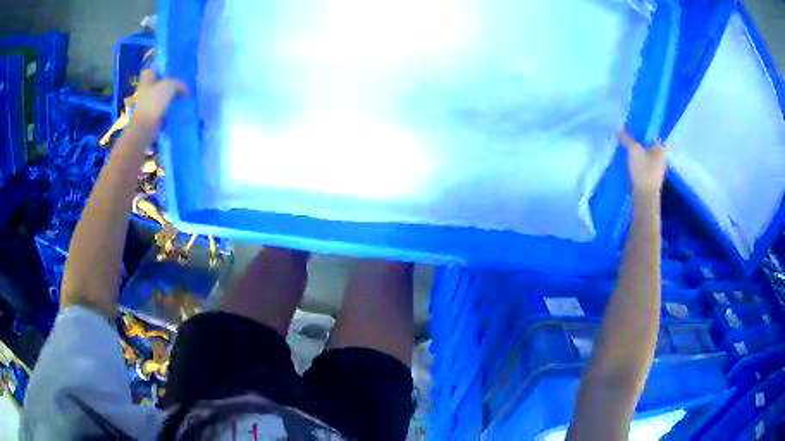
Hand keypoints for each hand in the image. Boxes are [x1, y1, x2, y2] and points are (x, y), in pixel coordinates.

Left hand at [131, 69, 187, 135]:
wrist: (146, 127)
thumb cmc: (154, 102)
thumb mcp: (171, 85)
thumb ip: (180, 84)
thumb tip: (185, 91)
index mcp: (148, 78)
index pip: (156, 68)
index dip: (164, 68)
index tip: (174, 70)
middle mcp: (146, 88)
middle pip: (161, 81)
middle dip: (171, 82)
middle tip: (182, 83)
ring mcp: (148, 102)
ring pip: (163, 94)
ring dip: (172, 95)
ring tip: (183, 95)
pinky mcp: (152, 113)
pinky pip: (164, 106)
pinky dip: (170, 107)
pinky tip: (179, 106)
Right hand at [619, 130, 665, 197]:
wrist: (645, 196)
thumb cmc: (643, 170)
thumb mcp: (633, 150)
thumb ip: (626, 139)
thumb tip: (619, 130)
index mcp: (661, 148)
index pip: (653, 134)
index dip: (643, 130)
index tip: (634, 129)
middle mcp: (662, 157)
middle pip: (649, 144)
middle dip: (640, 141)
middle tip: (629, 138)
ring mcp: (658, 168)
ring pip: (647, 155)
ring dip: (639, 152)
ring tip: (628, 149)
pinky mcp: (652, 177)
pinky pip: (645, 164)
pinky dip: (639, 161)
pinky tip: (631, 162)